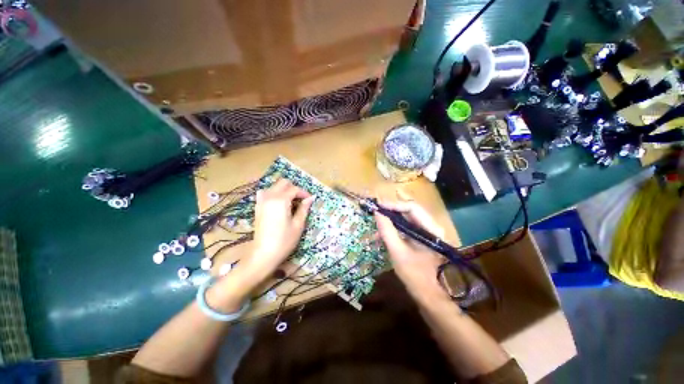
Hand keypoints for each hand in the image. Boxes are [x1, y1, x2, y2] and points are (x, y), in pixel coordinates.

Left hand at [243, 179, 314, 282]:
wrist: (263, 254)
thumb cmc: (284, 240)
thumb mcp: (298, 225)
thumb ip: (304, 209)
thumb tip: (310, 198)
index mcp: (281, 200)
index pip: (294, 189)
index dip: (304, 193)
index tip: (310, 200)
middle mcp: (270, 197)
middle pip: (283, 183)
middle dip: (294, 189)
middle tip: (301, 200)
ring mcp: (261, 201)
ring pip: (273, 186)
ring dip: (283, 190)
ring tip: (290, 201)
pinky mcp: (257, 207)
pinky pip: (264, 193)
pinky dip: (273, 193)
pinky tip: (278, 203)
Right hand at [374, 200, 449, 302]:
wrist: (428, 296)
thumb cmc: (414, 275)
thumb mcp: (397, 251)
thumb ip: (387, 230)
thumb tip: (377, 212)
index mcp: (431, 229)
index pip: (412, 207)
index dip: (394, 205)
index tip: (378, 206)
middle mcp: (432, 226)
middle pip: (409, 210)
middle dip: (391, 210)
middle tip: (376, 211)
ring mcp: (427, 232)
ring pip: (407, 218)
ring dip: (391, 219)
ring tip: (377, 224)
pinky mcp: (421, 238)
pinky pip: (406, 227)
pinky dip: (394, 228)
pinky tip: (383, 235)